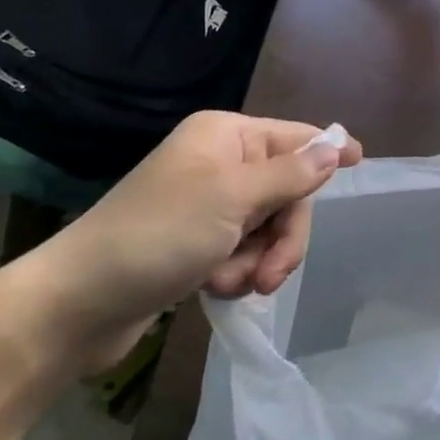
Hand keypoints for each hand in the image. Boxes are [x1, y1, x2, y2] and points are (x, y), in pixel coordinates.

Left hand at [17, 112, 361, 370]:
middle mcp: (219, 162)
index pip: (294, 137)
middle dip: (284, 235)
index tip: (362, 160)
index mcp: (226, 136)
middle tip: (272, 274)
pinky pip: (242, 250)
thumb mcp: (232, 199)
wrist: (78, 303)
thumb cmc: (158, 234)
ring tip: (232, 285)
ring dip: (259, 259)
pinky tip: (215, 289)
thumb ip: (290, 175)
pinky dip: (237, 272)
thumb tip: (335, 146)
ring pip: (267, 226)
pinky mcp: (196, 242)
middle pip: (286, 191)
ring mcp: (207, 203)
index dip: (327, 150)